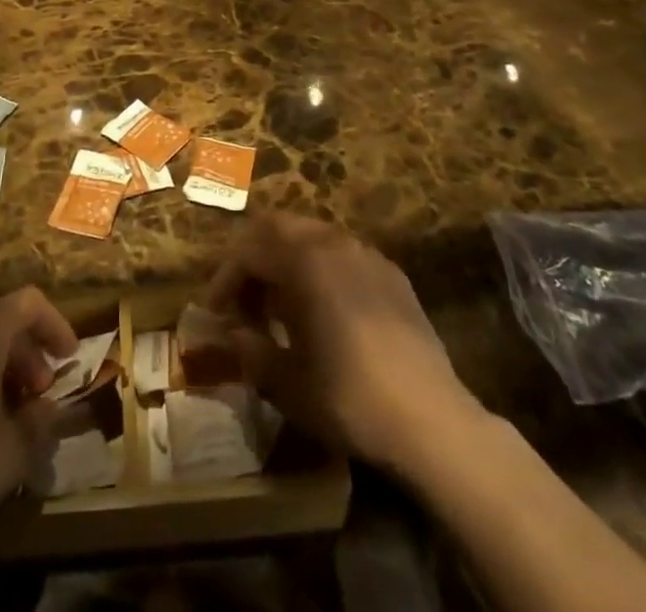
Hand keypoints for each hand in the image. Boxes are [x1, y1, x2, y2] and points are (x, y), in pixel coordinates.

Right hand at [202, 211, 474, 476]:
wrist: (431, 419)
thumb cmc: (348, 397)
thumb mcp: (286, 383)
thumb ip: (251, 351)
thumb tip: (235, 334)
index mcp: (303, 260)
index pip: (248, 251)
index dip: (225, 278)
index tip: (214, 311)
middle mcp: (333, 243)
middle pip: (279, 227)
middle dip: (254, 257)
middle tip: (244, 298)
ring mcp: (367, 254)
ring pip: (313, 236)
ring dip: (287, 260)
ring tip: (281, 305)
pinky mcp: (393, 274)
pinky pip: (343, 255)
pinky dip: (321, 269)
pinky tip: (325, 311)